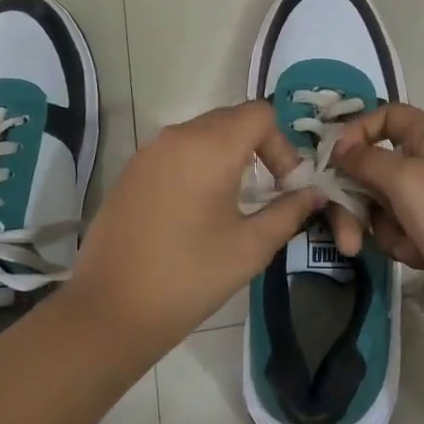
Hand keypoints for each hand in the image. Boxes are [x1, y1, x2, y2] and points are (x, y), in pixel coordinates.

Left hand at [65, 101, 323, 362]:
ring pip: (202, 133)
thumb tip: (314, 194)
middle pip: (231, 119)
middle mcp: (177, 135)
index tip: (285, 186)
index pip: (260, 113)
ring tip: (236, 201)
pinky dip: (198, 164)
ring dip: (228, 155)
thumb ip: (288, 212)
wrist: (109, 310)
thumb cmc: (189, 277)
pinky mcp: (131, 170)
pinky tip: (198, 209)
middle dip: (258, 147)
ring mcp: (149, 151)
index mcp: (209, 146)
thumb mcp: (249, 247)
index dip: (282, 144)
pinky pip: (176, 150)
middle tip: (269, 192)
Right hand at [331, 105, 423, 334]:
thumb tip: (339, 146)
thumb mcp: (405, 182)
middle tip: (346, 235)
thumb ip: (365, 160)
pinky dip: (402, 242)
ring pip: (383, 201)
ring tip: (400, 249)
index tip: (334, 159)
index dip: (357, 131)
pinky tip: (419, 257)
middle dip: (357, 200)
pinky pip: (400, 226)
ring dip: (381, 226)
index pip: (386, 116)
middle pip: (375, 165)